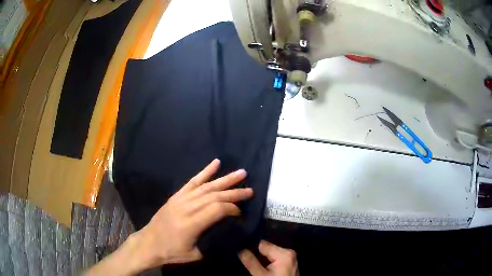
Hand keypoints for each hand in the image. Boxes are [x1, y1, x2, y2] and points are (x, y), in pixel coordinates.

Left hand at [130, 159, 252, 269]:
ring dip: (225, 179)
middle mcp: (186, 207)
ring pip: (206, 186)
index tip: (241, 213)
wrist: (148, 243)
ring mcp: (180, 199)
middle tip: (250, 189)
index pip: (217, 209)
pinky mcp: (176, 196)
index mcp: (191, 224)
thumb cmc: (171, 252)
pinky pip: (192, 181)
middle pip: (214, 195)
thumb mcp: (194, 255)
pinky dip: (205, 171)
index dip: (232, 208)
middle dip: (234, 192)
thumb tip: (228, 231)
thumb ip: (211, 242)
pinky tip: (216, 163)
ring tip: (241, 172)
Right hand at [239, 240, 298, 275]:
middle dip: (257, 254)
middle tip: (248, 260)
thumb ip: (251, 262)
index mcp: (284, 253)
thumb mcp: (261, 275)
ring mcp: (290, 257)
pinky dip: (268, 262)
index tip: (243, 253)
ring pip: (270, 253)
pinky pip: (275, 258)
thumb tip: (240, 249)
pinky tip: (264, 268)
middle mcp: (289, 252)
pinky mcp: (289, 262)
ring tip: (255, 264)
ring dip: (262, 258)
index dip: (251, 248)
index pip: (262, 244)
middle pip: (267, 248)